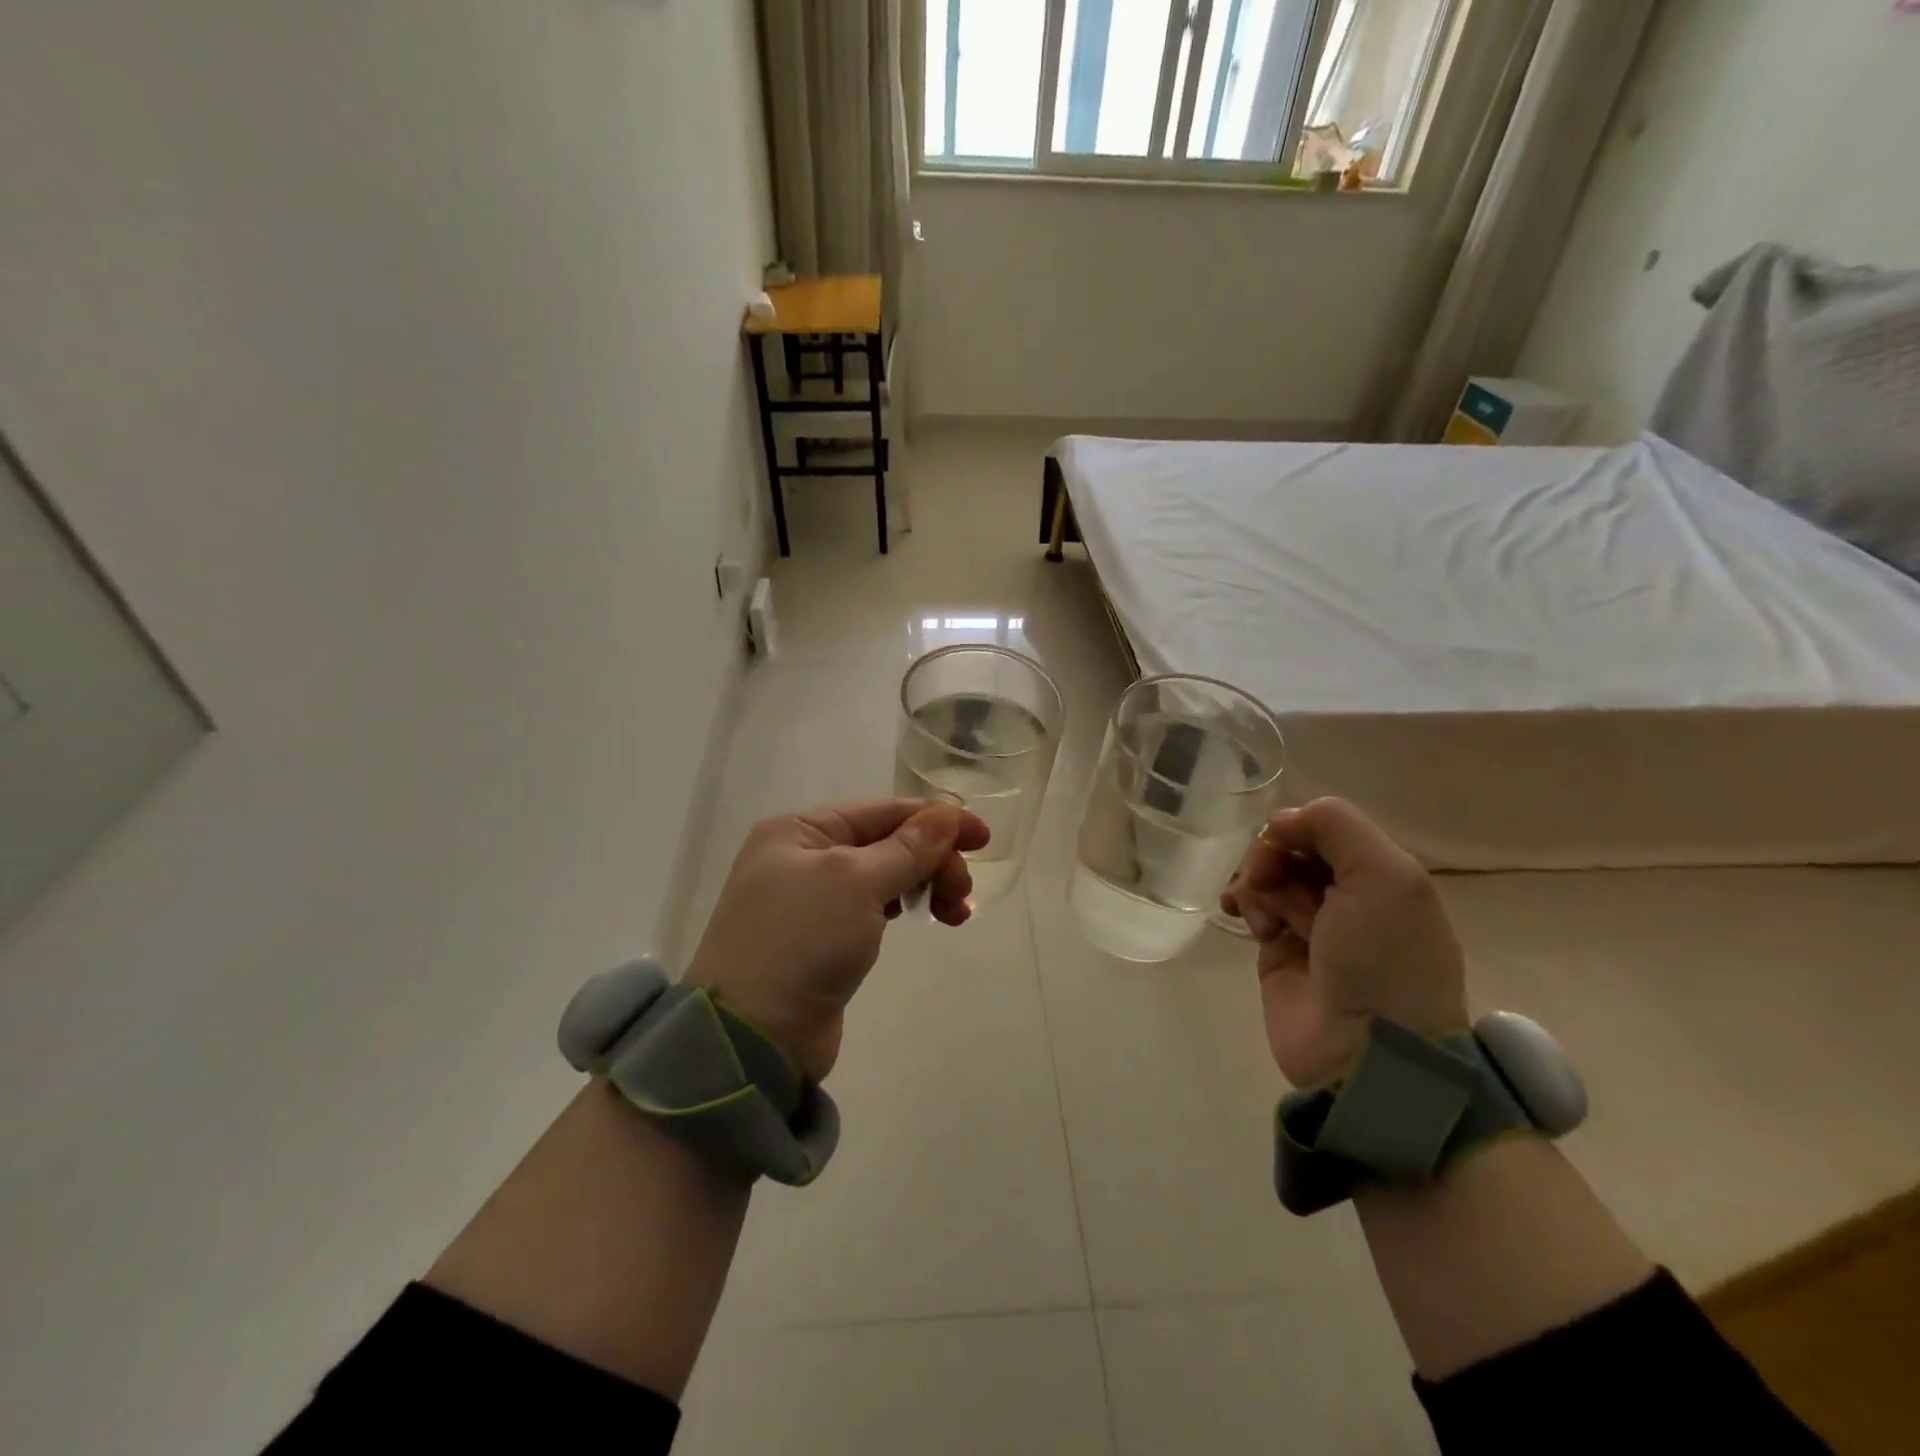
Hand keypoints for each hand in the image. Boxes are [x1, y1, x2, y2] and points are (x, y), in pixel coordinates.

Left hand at [683, 799, 988, 1081]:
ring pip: (883, 876)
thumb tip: (947, 814)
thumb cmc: (801, 940)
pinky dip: (903, 907)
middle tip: (962, 892)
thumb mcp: (857, 882)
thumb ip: (908, 847)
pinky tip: (925, 918)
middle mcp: (801, 857)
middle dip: (931, 860)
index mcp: (799, 830)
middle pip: (885, 843)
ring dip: (923, 884)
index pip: (881, 811)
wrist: (751, 1037)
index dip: (936, 820)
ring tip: (955, 913)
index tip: (983, 838)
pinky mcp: (821, 939)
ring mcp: (809, 900)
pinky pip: (872, 908)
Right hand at [1221, 798, 1467, 1087]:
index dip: (1299, 827)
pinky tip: (1241, 915)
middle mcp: (1349, 896)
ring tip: (1260, 913)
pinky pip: (1253, 908)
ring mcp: (1313, 925)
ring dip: (1256, 882)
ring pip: (1269, 876)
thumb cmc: (1382, 957)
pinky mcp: (1279, 952)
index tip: (1281, 840)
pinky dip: (1243, 903)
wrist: (1365, 1049)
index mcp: (1382, 876)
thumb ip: (1336, 825)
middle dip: (1272, 856)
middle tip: (1266, 878)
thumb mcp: (1383, 875)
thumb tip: (1280, 821)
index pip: (1328, 828)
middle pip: (1294, 849)